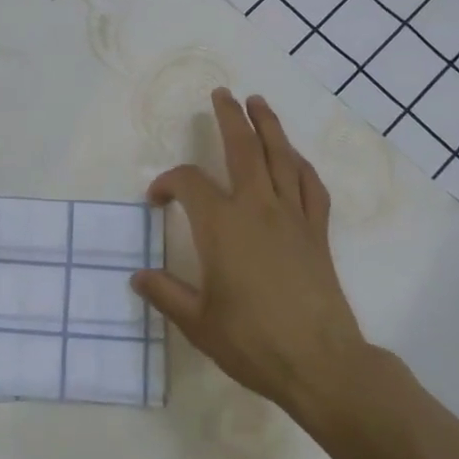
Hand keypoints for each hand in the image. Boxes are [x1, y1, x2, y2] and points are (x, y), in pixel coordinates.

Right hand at [132, 89, 370, 421]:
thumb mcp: (197, 322)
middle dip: (230, 117)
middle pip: (243, 148)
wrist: (321, 363)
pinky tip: (294, 158)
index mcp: (221, 226)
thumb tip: (137, 276)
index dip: (167, 183)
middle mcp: (257, 209)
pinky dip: (300, 165)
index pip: (188, 184)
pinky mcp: (316, 232)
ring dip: (269, 126)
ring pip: (281, 157)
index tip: (157, 200)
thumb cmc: (252, 342)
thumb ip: (165, 293)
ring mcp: (292, 217)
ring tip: (258, 103)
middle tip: (222, 95)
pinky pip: (310, 186)